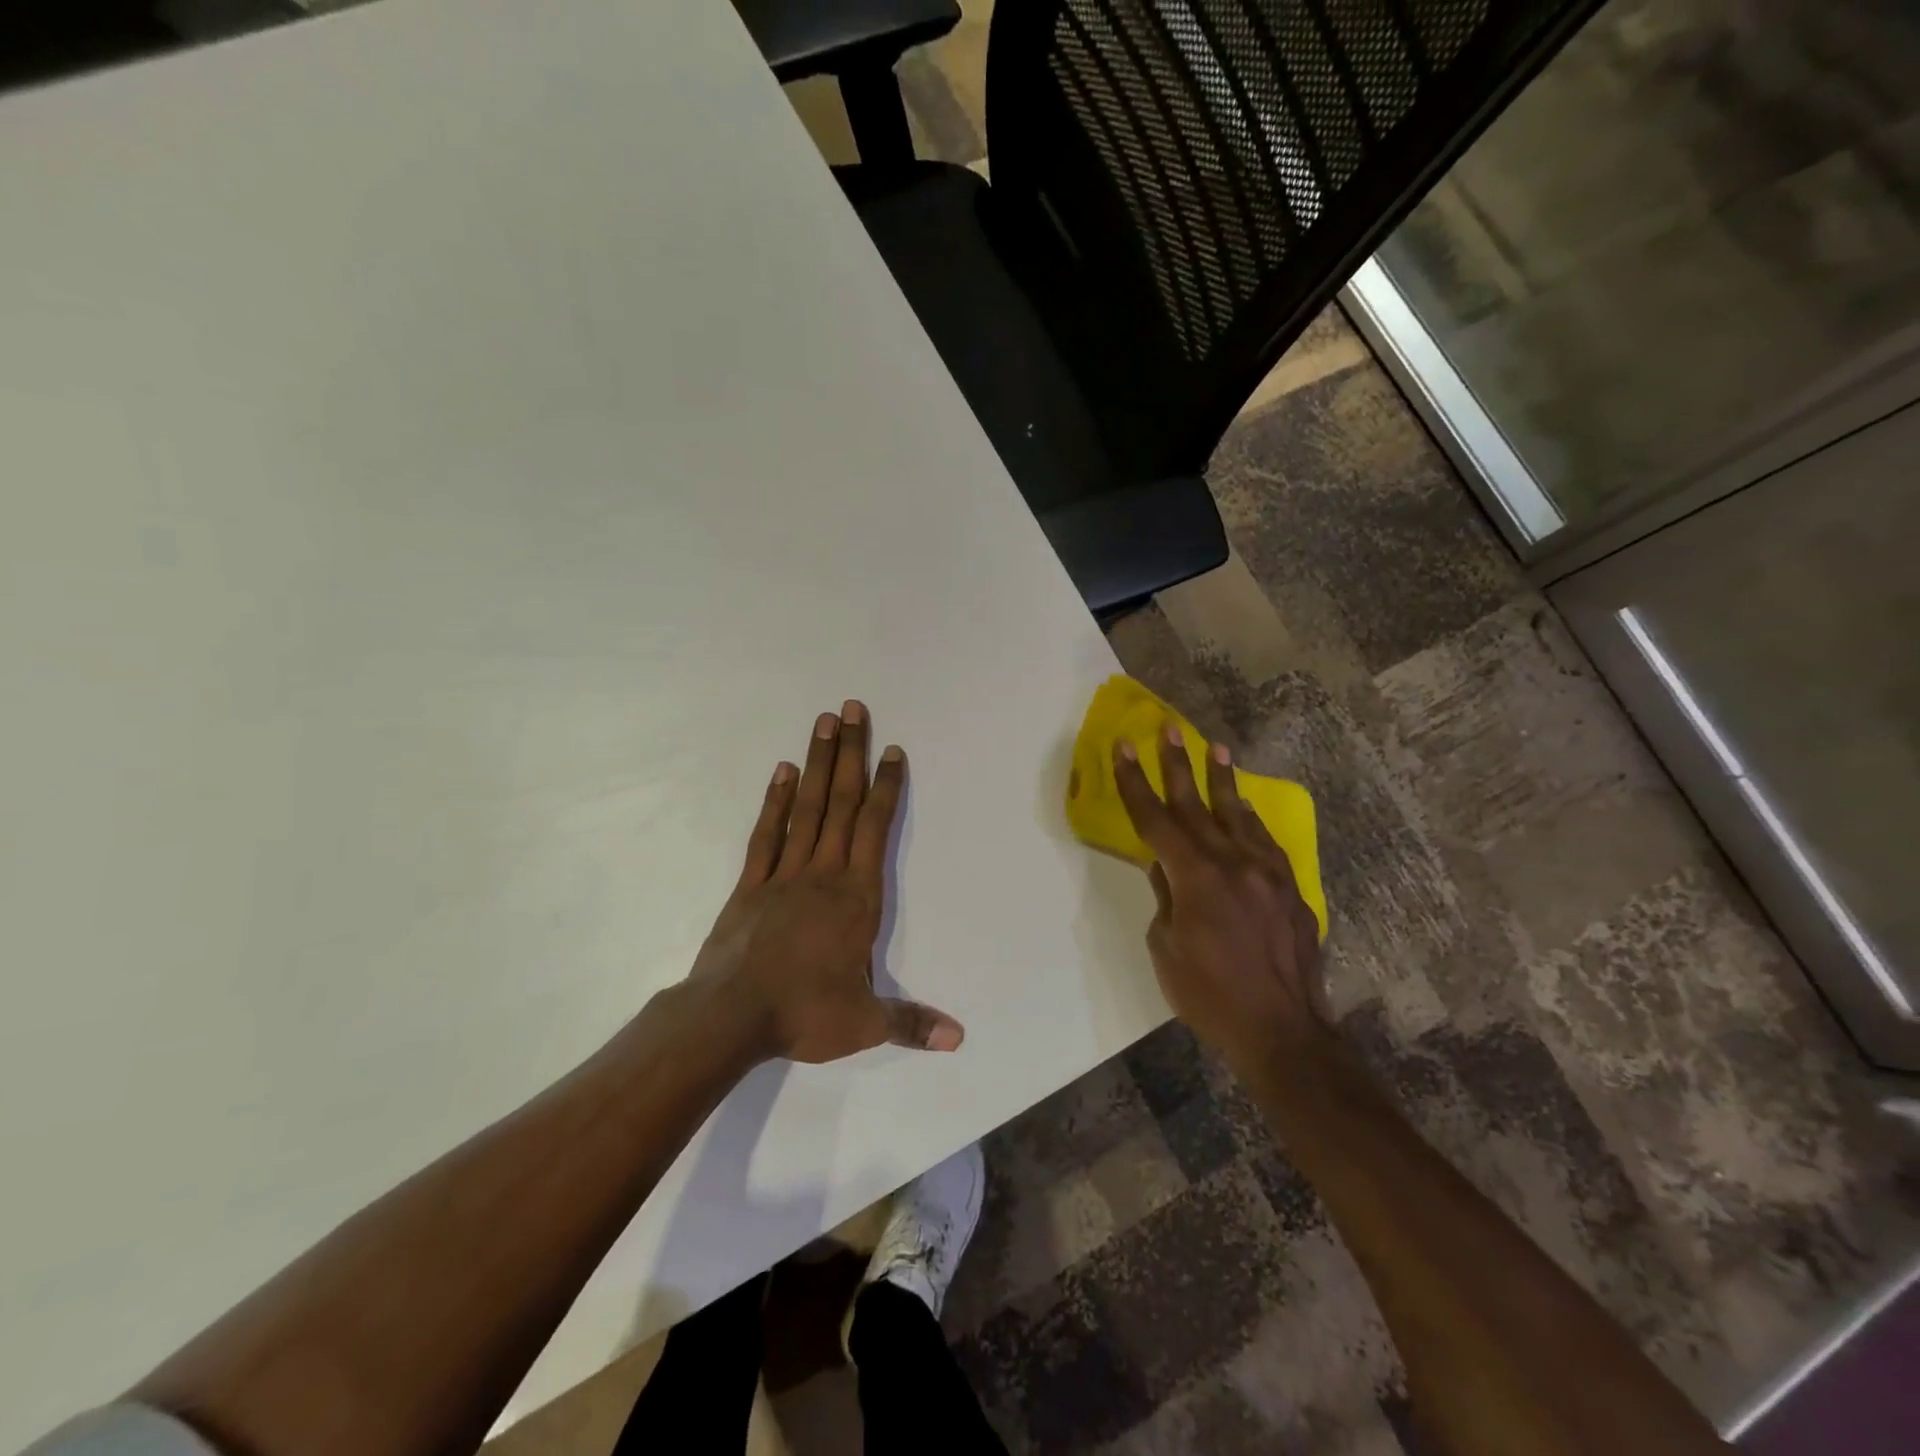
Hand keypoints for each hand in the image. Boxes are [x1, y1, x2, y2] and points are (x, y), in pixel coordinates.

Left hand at [689, 701, 963, 1064]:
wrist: (729, 1017)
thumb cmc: (803, 1013)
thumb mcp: (864, 1023)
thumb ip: (911, 1023)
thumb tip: (960, 1038)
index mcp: (856, 897)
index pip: (876, 829)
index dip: (886, 787)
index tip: (892, 750)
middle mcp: (823, 873)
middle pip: (842, 803)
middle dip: (852, 754)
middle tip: (854, 708)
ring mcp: (784, 873)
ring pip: (807, 807)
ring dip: (818, 763)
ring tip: (825, 722)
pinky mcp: (751, 884)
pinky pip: (767, 833)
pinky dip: (777, 800)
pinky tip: (783, 771)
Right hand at [1111, 726, 1329, 1065]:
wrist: (1282, 1032)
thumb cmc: (1210, 996)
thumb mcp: (1166, 948)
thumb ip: (1165, 897)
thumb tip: (1165, 868)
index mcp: (1196, 877)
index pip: (1156, 820)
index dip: (1136, 783)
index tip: (1124, 748)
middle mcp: (1233, 863)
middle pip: (1197, 805)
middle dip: (1178, 764)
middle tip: (1168, 728)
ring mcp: (1267, 873)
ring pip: (1238, 815)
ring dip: (1223, 780)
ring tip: (1216, 748)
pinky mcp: (1290, 889)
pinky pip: (1265, 842)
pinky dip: (1250, 820)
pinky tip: (1244, 808)